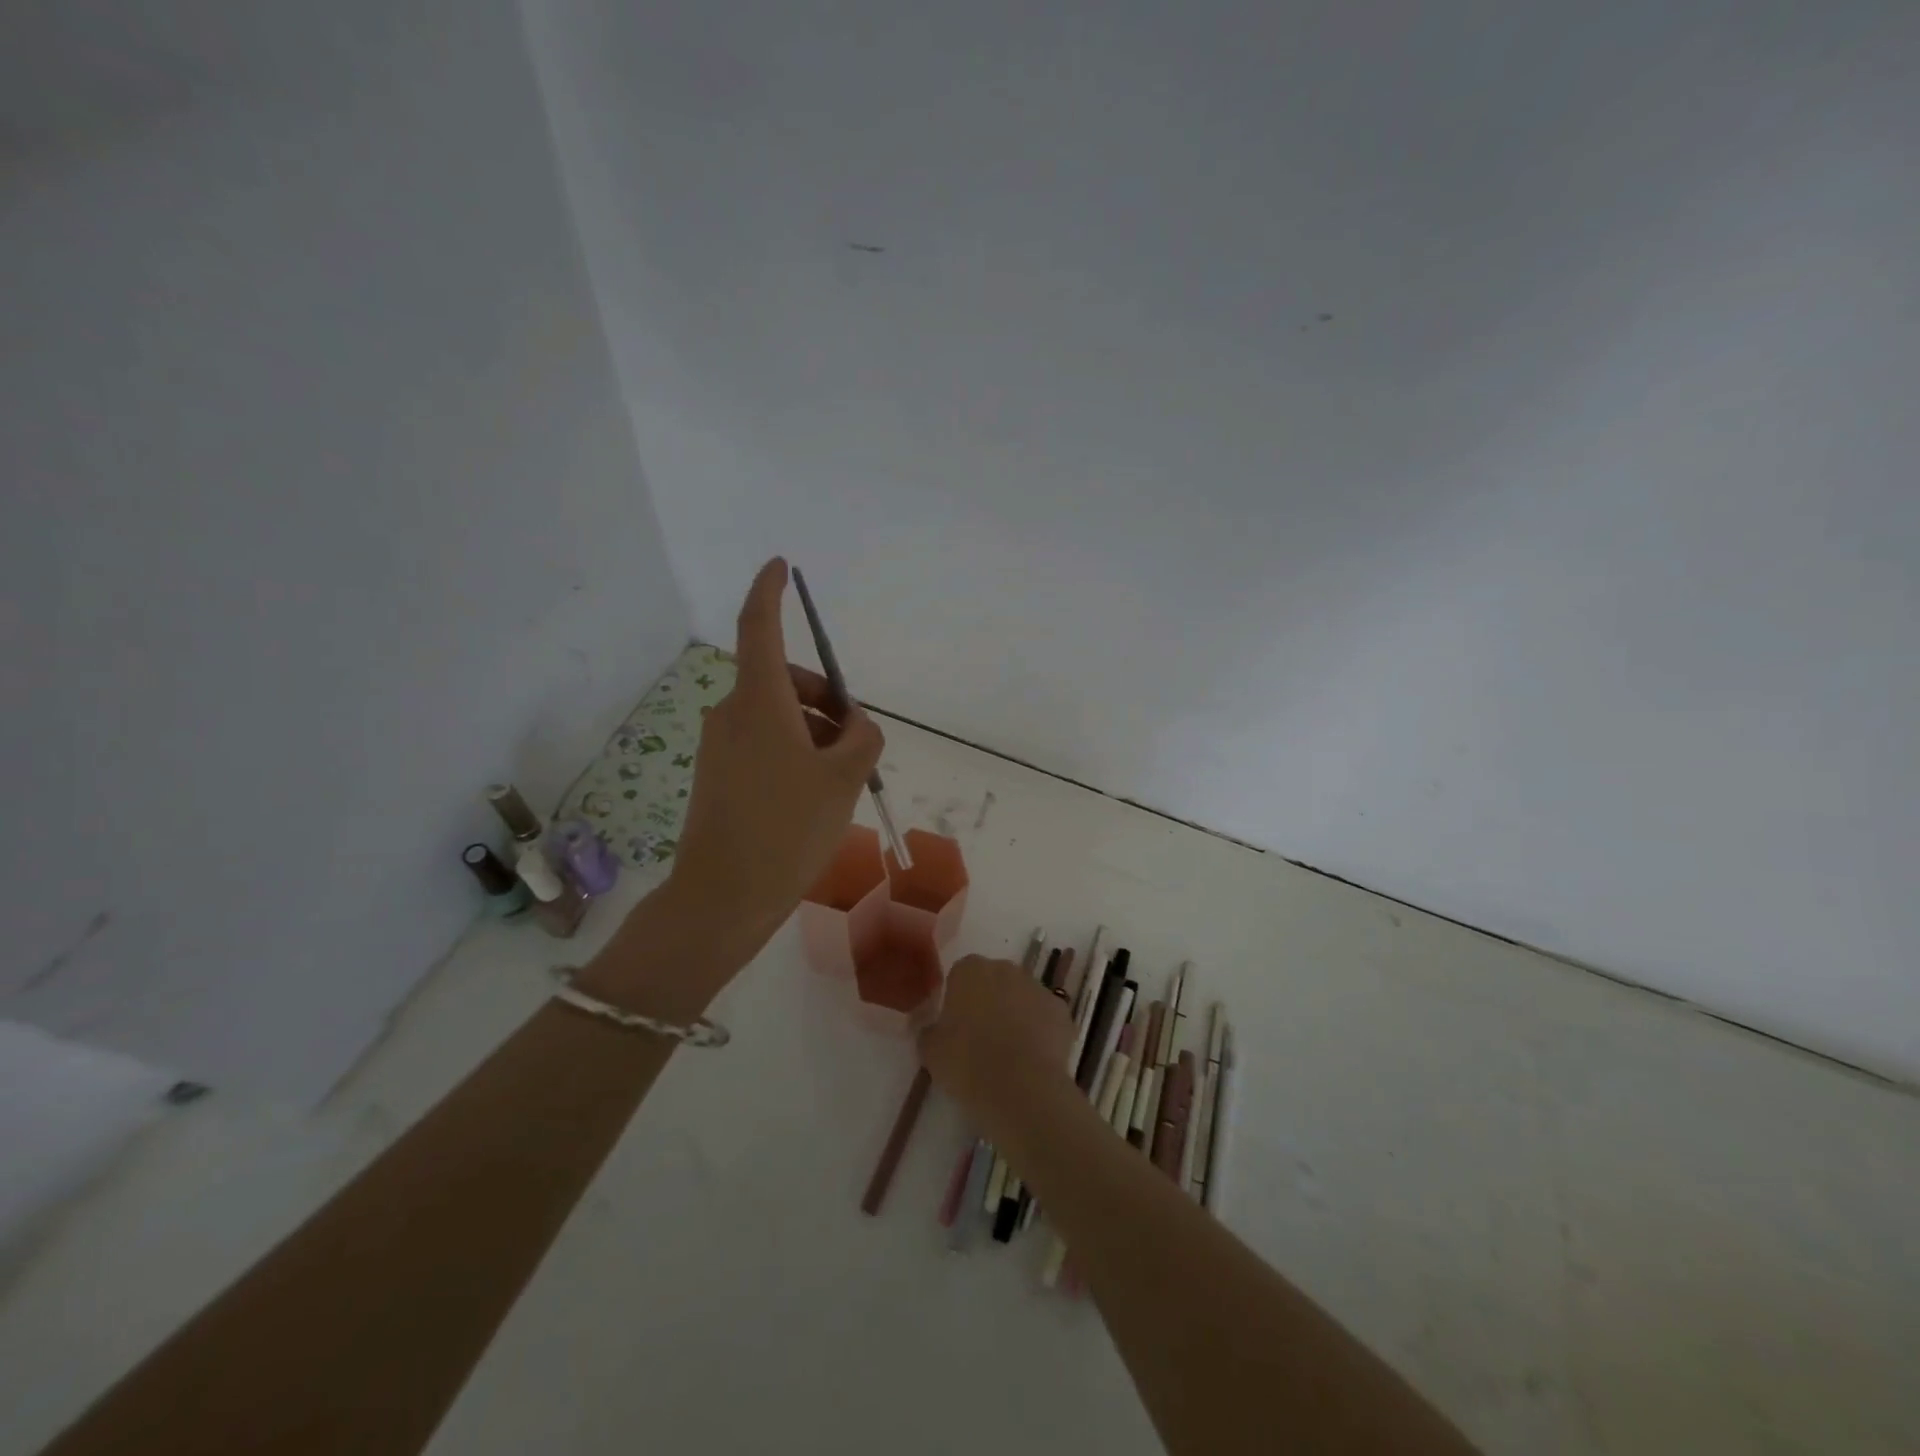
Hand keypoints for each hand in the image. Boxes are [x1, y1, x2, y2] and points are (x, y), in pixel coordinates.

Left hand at [668, 558, 884, 958]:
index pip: (759, 627)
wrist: (724, 896)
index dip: (769, 591)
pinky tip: (814, 795)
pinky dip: (794, 752)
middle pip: (783, 680)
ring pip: (777, 716)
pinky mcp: (717, 774)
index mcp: (759, 701)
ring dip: (814, 731)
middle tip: (857, 740)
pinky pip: (764, 744)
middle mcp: (732, 713)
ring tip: (842, 780)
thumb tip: (853, 725)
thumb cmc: (788, 828)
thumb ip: (862, 737)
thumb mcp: (845, 778)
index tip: (779, 566)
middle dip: (824, 698)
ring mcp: (720, 745)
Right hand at [919, 955, 1076, 1139]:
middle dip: (989, 1002)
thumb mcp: (931, 1051)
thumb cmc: (967, 1063)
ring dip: (1016, 1015)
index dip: (958, 999)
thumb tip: (933, 1028)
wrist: (1021, 1088)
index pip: (960, 974)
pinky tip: (1031, 1060)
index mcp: (970, 970)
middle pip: (994, 980)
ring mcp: (1038, 988)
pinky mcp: (1062, 1012)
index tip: (955, 1025)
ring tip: (1008, 1053)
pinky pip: (1045, 1017)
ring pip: (1022, 997)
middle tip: (980, 1038)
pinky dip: (1040, 1032)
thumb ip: (929, 1031)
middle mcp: (1006, 969)